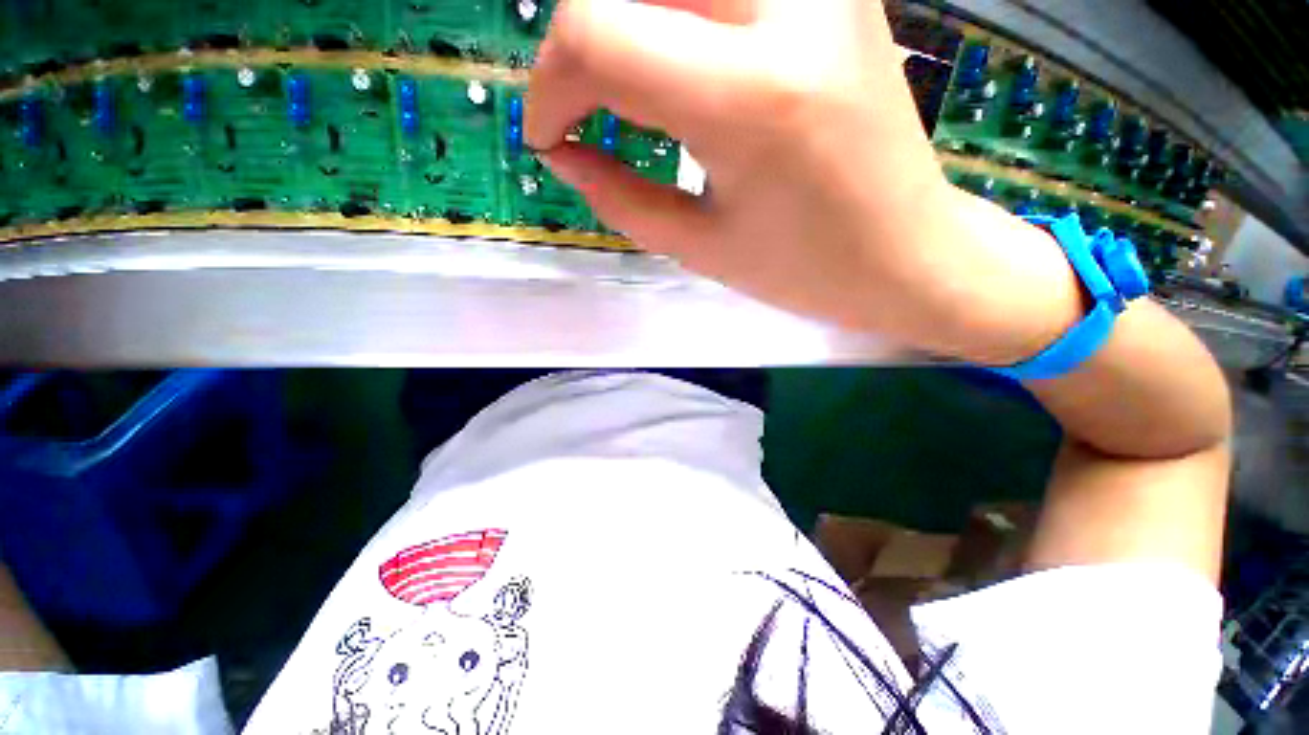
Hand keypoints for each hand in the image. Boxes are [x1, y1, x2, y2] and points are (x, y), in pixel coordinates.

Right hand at [527, 0, 1083, 363]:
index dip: (549, 86)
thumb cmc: (805, 270)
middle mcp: (788, 10)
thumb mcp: (700, 248)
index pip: (596, 34)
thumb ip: (618, 197)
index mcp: (750, 99)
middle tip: (581, 113)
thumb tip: (562, 154)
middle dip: (578, 48)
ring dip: (625, 25)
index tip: (549, 137)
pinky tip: (678, 69)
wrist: (907, 253)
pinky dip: (674, 17)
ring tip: (623, 95)